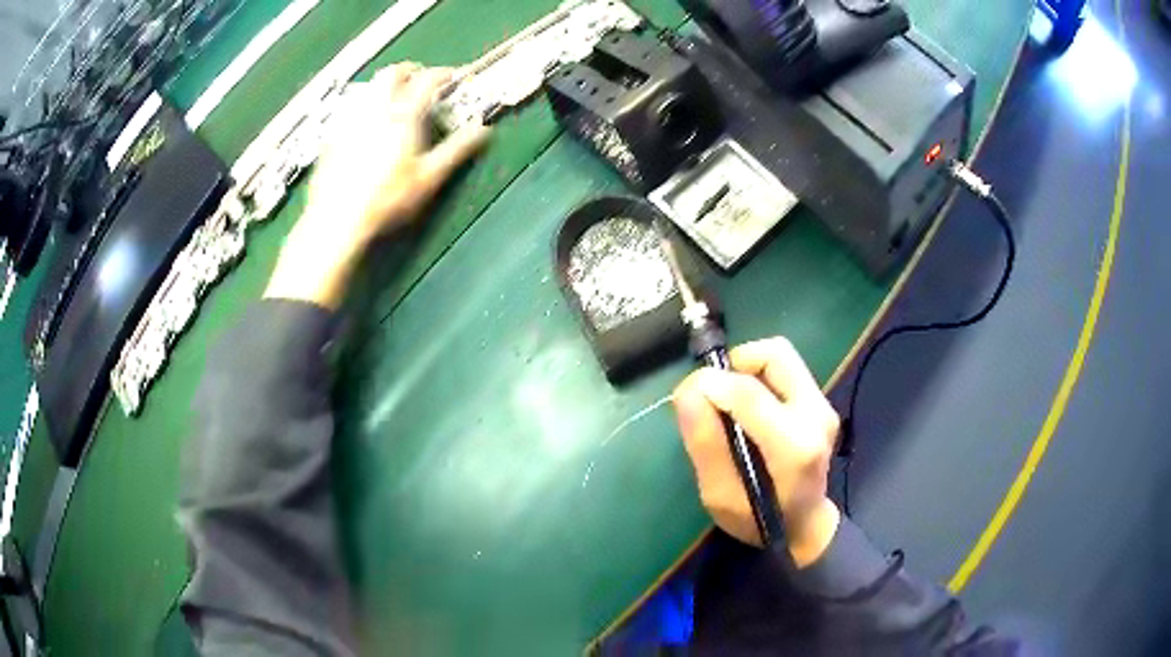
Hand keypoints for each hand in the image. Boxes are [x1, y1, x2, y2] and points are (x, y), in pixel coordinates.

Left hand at [265, 63, 490, 308]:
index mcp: (403, 115)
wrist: (338, 218)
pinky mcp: (334, 135)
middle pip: (393, 73)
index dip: (443, 74)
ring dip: (385, 85)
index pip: (427, 80)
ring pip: (369, 86)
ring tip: (394, 97)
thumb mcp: (429, 177)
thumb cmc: (387, 199)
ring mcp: (351, 120)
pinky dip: (365, 104)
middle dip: (410, 70)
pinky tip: (367, 121)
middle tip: (421, 79)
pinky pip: (351, 107)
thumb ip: (457, 150)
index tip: (452, 76)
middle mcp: (376, 110)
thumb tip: (483, 130)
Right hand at [673, 338, 841, 566]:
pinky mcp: (821, 401)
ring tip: (728, 398)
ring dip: (747, 367)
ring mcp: (823, 405)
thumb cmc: (759, 520)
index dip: (710, 383)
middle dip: (735, 363)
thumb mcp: (720, 496)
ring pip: (780, 356)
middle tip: (714, 392)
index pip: (750, 393)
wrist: (805, 527)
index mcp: (794, 446)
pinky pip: (785, 370)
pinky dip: (758, 377)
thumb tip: (686, 392)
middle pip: (775, 354)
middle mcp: (816, 415)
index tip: (685, 394)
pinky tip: (747, 407)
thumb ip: (706, 444)